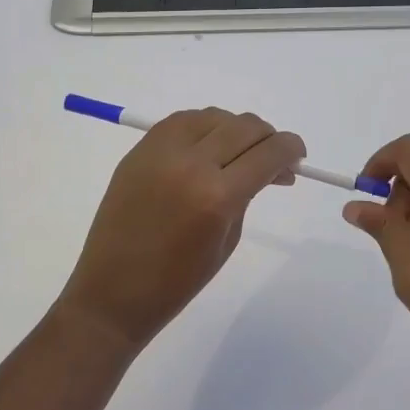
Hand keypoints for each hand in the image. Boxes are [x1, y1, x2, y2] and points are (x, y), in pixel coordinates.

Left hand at [57, 109, 305, 352]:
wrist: (112, 293)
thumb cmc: (177, 281)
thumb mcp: (228, 239)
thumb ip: (249, 193)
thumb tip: (270, 166)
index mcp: (217, 196)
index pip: (268, 152)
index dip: (291, 149)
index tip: (298, 156)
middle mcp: (190, 163)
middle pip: (244, 126)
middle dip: (267, 137)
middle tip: (272, 157)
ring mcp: (160, 151)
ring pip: (214, 116)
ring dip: (234, 129)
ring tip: (237, 153)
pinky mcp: (140, 149)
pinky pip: (182, 121)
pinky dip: (203, 127)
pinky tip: (207, 147)